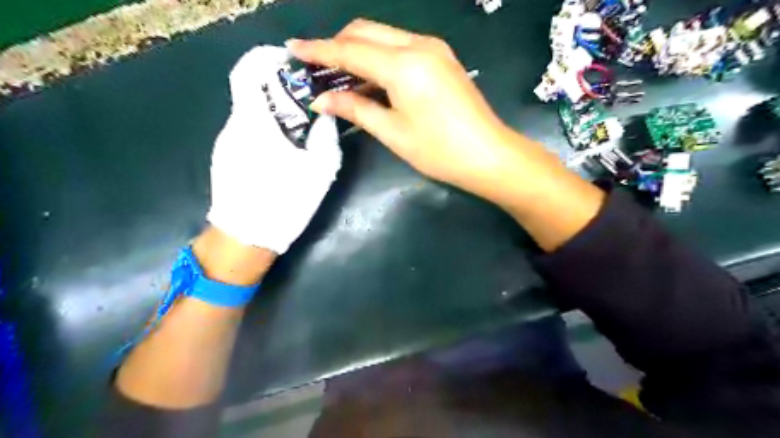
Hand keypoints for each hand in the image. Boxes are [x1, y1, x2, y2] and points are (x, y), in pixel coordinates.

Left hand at [208, 44, 341, 252]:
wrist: (245, 239)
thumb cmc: (283, 203)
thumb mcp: (319, 172)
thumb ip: (325, 138)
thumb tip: (325, 116)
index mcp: (254, 123)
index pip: (247, 72)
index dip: (265, 58)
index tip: (290, 63)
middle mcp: (234, 126)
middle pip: (252, 92)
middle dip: (279, 88)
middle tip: (308, 101)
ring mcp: (226, 142)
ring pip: (251, 113)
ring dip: (274, 112)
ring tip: (299, 129)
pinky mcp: (226, 157)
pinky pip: (247, 131)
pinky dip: (265, 129)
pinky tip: (282, 151)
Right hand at [286, 20, 512, 196]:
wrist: (489, 155)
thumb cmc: (439, 151)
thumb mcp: (393, 133)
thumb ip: (355, 109)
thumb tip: (321, 100)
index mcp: (403, 65)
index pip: (350, 50)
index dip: (319, 50)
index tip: (293, 49)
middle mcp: (418, 45)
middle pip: (366, 32)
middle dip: (338, 45)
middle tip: (318, 69)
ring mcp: (434, 49)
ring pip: (384, 37)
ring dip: (359, 51)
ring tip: (341, 78)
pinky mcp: (442, 58)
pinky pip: (401, 48)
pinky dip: (380, 58)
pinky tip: (371, 80)